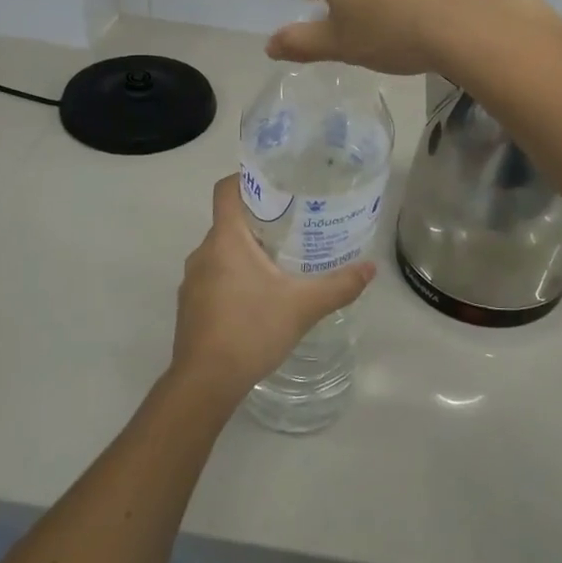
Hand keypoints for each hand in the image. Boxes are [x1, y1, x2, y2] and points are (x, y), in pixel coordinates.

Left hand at [171, 175, 375, 401]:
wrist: (205, 383)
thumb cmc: (251, 330)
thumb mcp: (303, 307)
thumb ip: (339, 286)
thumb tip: (371, 268)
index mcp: (225, 239)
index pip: (226, 189)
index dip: (248, 179)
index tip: (277, 184)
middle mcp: (203, 252)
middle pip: (229, 220)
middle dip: (260, 218)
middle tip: (295, 223)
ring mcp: (192, 280)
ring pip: (221, 250)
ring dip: (247, 250)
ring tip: (281, 259)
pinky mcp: (191, 305)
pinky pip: (214, 275)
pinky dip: (235, 275)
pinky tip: (259, 296)